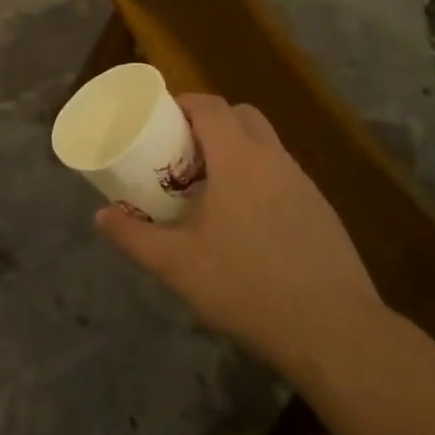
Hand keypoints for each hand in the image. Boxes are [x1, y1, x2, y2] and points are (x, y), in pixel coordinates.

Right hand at [96, 95, 385, 370]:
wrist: (333, 330)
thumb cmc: (246, 285)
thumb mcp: (176, 265)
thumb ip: (134, 236)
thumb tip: (101, 216)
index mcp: (239, 159)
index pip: (210, 106)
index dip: (183, 104)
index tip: (159, 121)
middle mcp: (275, 160)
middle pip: (242, 116)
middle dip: (210, 123)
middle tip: (182, 154)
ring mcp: (305, 185)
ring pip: (266, 147)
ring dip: (236, 152)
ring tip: (209, 191)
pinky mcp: (322, 212)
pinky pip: (283, 177)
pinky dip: (259, 181)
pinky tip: (246, 225)